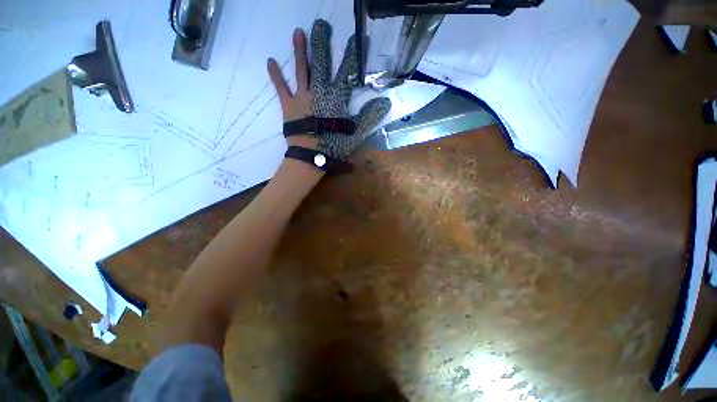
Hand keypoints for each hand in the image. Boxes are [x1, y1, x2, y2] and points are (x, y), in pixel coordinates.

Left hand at [267, 19, 390, 159]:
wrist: (311, 157)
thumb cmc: (334, 145)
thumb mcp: (356, 133)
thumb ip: (370, 116)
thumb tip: (385, 102)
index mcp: (336, 97)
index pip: (347, 71)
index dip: (352, 55)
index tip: (356, 38)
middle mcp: (319, 91)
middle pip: (322, 63)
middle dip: (322, 43)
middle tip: (321, 24)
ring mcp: (302, 96)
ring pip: (301, 69)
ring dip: (300, 50)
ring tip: (298, 32)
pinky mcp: (288, 105)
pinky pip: (281, 87)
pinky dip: (275, 75)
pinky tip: (269, 61)